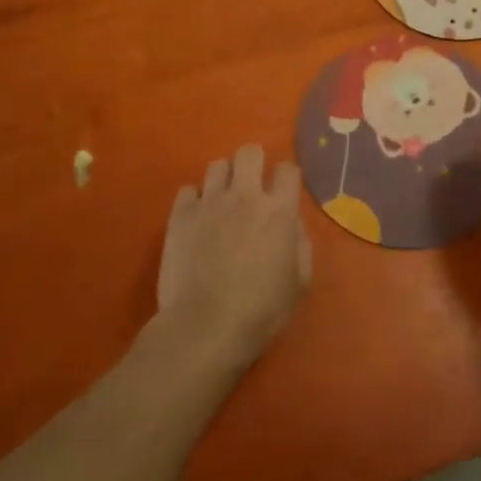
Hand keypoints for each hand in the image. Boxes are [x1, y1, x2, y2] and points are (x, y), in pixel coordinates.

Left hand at [156, 143, 311, 370]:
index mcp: (278, 212)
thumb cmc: (260, 311)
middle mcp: (245, 197)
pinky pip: (188, 190)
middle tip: (251, 184)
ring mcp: (209, 203)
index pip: (288, 170)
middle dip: (253, 162)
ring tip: (222, 200)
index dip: (286, 177)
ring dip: (224, 179)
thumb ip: (300, 244)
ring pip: (217, 165)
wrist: (204, 327)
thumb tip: (292, 224)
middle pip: (250, 152)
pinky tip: (197, 218)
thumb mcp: (299, 283)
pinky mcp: (180, 215)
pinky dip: (195, 200)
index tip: (283, 190)